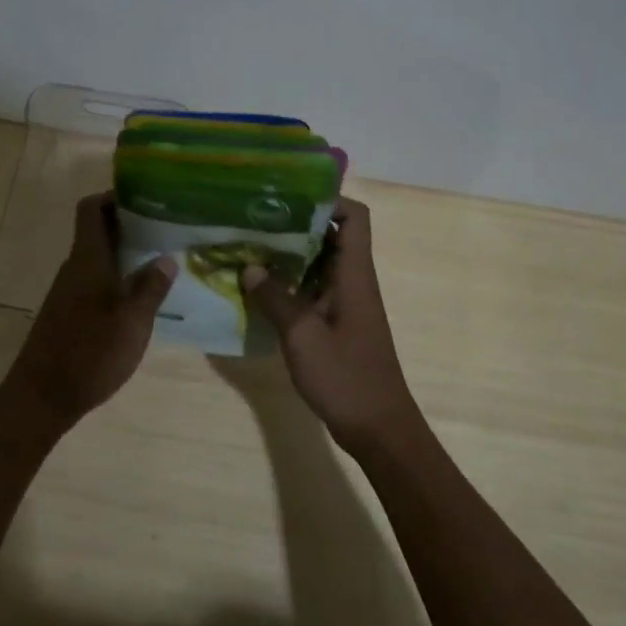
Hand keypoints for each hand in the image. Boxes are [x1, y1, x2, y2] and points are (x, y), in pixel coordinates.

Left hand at [5, 193, 175, 423]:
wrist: (43, 396)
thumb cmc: (90, 352)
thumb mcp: (133, 321)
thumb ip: (151, 287)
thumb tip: (167, 257)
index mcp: (88, 259)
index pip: (91, 209)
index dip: (113, 197)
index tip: (145, 199)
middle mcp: (75, 268)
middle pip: (97, 231)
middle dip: (129, 225)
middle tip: (165, 229)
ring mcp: (69, 291)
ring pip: (98, 258)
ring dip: (125, 254)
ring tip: (161, 260)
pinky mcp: (69, 313)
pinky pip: (95, 281)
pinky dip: (117, 278)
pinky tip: (140, 297)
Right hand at [239, 198, 423, 457]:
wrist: (378, 428)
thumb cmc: (346, 378)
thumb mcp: (302, 336)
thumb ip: (275, 298)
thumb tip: (249, 266)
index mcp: (353, 275)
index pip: (354, 217)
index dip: (327, 199)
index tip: (286, 197)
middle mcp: (352, 281)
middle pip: (331, 235)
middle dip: (294, 224)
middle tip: (253, 220)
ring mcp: (344, 303)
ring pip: (317, 263)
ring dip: (287, 255)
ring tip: (246, 248)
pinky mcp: (335, 323)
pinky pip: (311, 289)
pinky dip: (288, 283)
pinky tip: (256, 289)